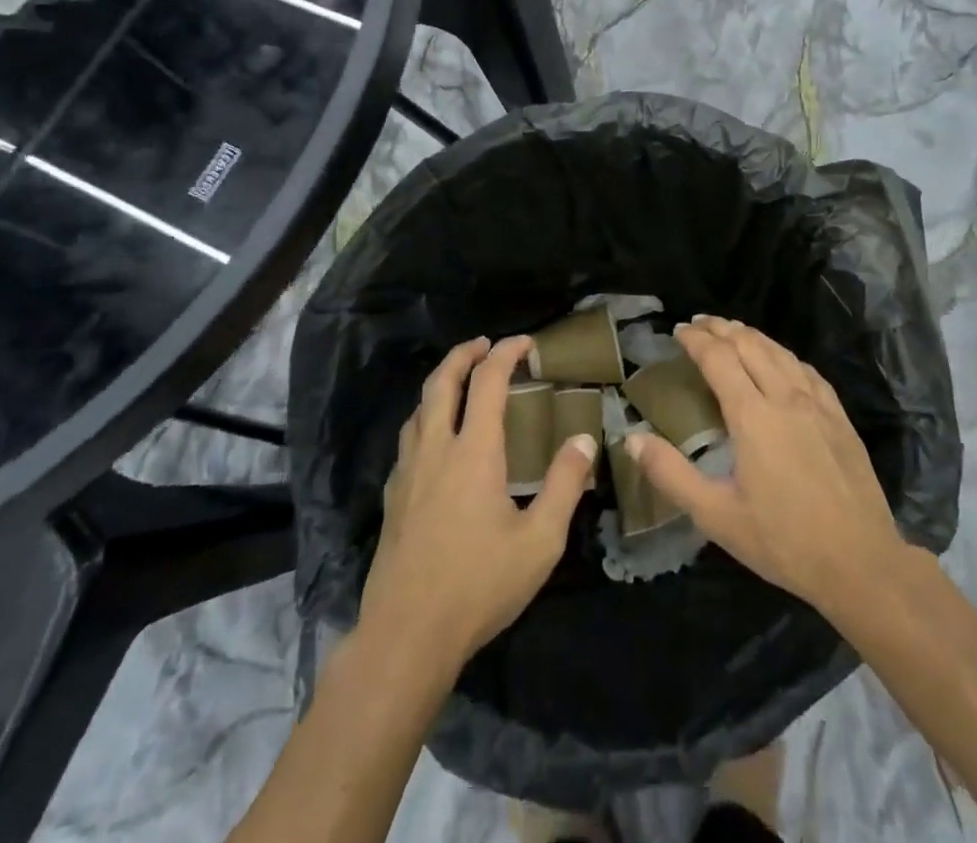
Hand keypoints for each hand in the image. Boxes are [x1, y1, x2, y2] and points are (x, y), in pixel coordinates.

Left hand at [359, 336, 598, 667]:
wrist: (406, 634)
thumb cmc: (479, 585)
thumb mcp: (539, 541)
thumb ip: (564, 486)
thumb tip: (584, 439)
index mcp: (473, 451)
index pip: (487, 381)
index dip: (506, 353)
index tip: (525, 342)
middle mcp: (436, 448)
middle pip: (442, 381)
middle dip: (463, 354)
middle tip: (483, 345)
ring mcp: (408, 472)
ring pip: (419, 408)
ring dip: (440, 383)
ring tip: (460, 384)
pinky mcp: (392, 496)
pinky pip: (408, 439)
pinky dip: (426, 418)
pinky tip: (436, 441)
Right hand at [627, 317, 907, 616]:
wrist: (862, 563)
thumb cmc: (783, 541)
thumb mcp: (716, 516)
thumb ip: (671, 475)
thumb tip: (632, 439)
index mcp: (752, 415)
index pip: (718, 358)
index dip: (696, 339)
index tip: (678, 331)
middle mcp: (785, 397)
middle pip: (749, 344)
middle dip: (720, 328)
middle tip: (698, 324)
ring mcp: (817, 404)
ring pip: (779, 351)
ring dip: (750, 335)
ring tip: (731, 331)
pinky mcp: (839, 417)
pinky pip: (806, 369)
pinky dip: (783, 354)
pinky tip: (779, 360)